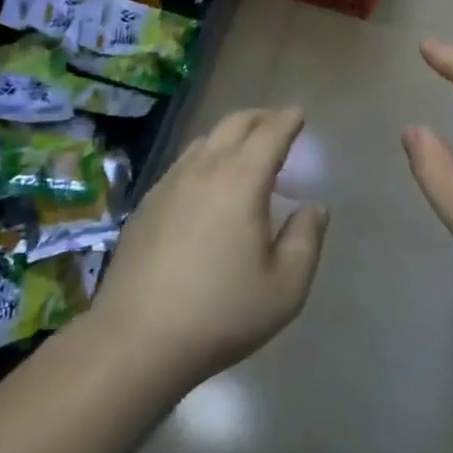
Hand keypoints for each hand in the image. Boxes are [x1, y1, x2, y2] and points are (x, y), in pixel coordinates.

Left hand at [92, 108, 326, 390]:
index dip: (288, 120)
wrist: (137, 339)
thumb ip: (306, 240)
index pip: (270, 134)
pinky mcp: (146, 203)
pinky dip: (204, 159)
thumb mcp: (285, 288)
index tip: (298, 114)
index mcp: (241, 181)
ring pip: (204, 141)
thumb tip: (314, 207)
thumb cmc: (221, 314)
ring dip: (229, 136)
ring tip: (243, 151)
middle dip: (260, 117)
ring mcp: (169, 183)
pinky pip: (182, 165)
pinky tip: (205, 185)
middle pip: (234, 124)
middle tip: (276, 123)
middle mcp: (204, 170)